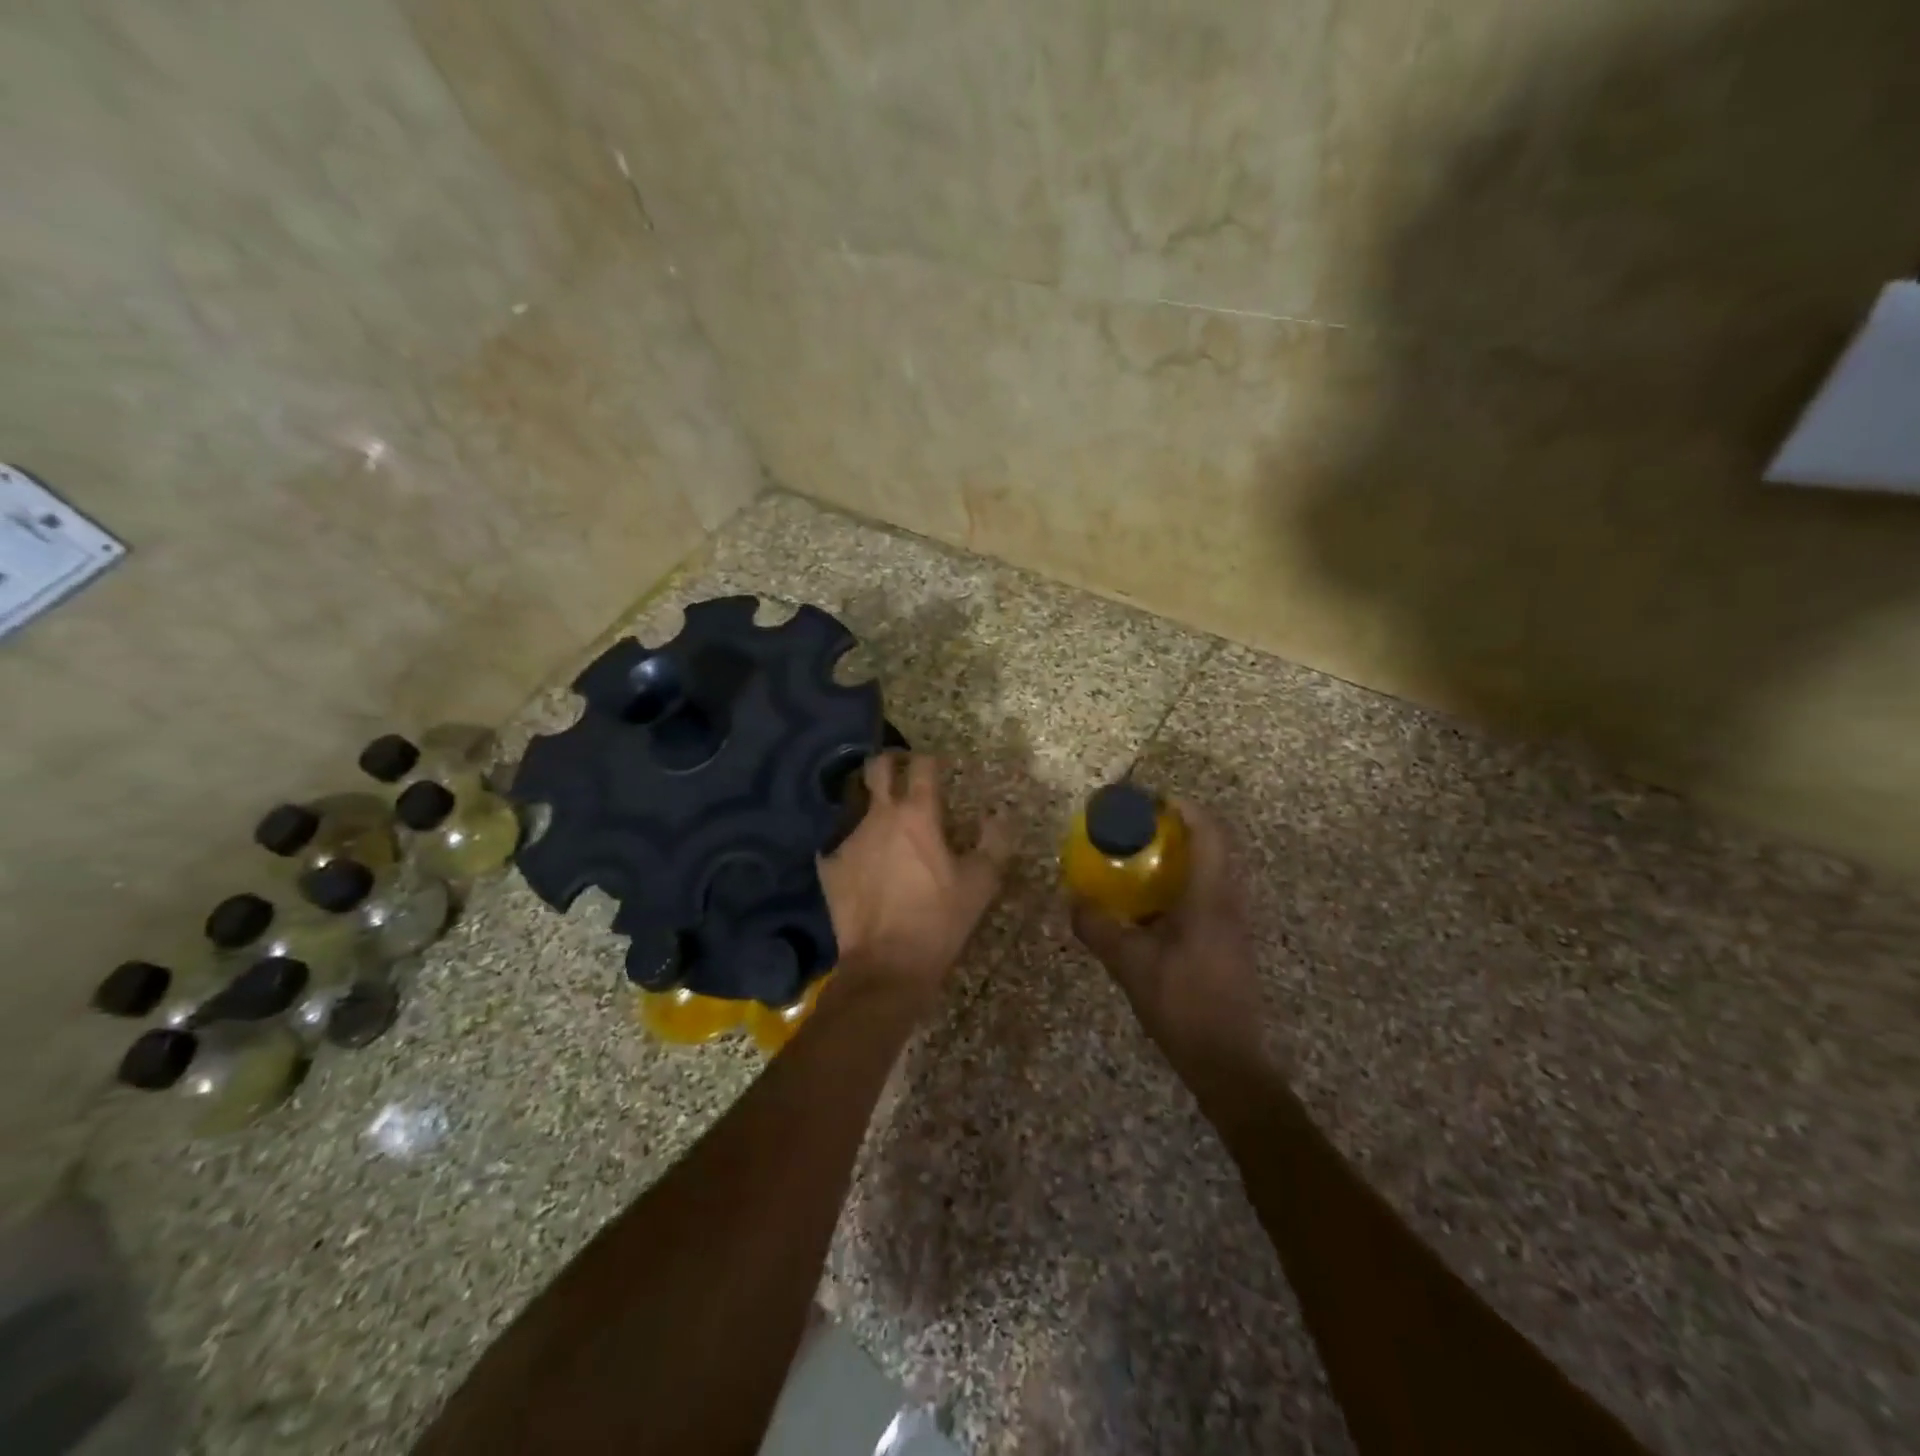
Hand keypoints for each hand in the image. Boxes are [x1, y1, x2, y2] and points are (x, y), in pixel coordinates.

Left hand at [819, 752, 1012, 1011]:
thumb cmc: (939, 920)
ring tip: (885, 825)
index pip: (922, 765)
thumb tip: (1000, 816)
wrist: (886, 965)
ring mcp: (848, 838)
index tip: (937, 766)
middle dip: (890, 763)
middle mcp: (879, 816)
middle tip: (902, 773)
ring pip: (857, 803)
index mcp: (918, 815)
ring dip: (872, 805)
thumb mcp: (981, 884)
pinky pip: (839, 841)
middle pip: (878, 768)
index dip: (930, 760)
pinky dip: (854, 844)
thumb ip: (995, 842)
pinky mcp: (829, 864)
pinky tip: (862, 863)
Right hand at [1070, 799, 1262, 1066]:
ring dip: (1184, 857)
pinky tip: (1154, 906)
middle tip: (1141, 829)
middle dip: (1181, 828)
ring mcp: (1235, 923)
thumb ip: (1099, 928)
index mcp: (1211, 897)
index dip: (1185, 808)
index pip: (1209, 832)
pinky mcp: (1231, 942)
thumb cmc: (1182, 1004)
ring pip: (1215, 871)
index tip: (1152, 801)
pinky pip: (1210, 894)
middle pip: (1216, 846)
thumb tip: (1072, 900)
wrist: (1228, 1062)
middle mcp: (1230, 901)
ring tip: (1143, 860)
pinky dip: (1185, 884)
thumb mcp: (1130, 964)